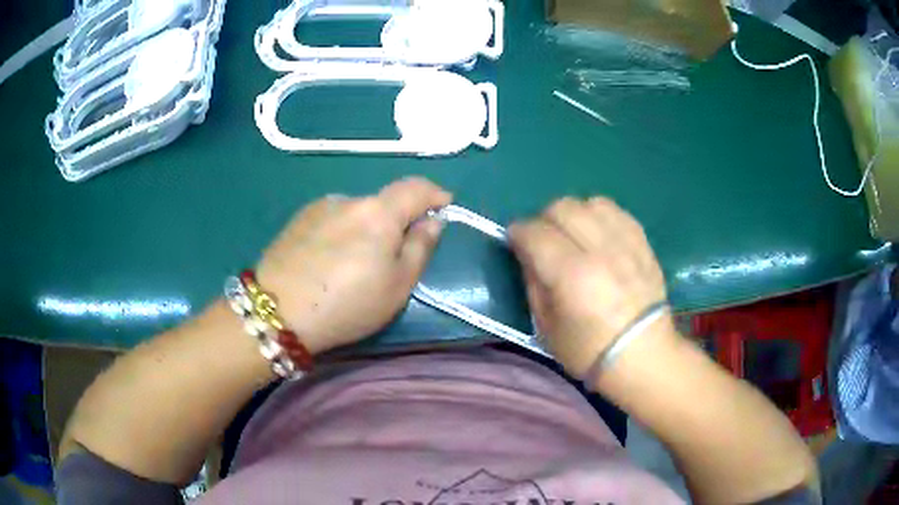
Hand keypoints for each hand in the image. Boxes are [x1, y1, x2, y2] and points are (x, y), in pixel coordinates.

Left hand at [256, 177, 451, 354]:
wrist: (277, 311)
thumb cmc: (347, 304)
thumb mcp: (397, 286)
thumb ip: (420, 247)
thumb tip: (432, 220)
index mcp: (379, 212)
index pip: (415, 187)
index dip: (434, 193)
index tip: (444, 205)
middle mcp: (349, 199)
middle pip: (383, 203)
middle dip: (396, 222)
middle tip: (393, 257)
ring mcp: (319, 207)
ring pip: (356, 212)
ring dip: (365, 229)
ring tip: (353, 265)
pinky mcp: (297, 220)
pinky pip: (332, 219)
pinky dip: (342, 232)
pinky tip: (328, 261)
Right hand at [508, 197, 672, 377]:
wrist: (643, 356)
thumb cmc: (589, 351)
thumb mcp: (546, 327)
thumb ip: (533, 284)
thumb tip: (528, 254)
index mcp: (572, 275)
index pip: (535, 232)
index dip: (518, 233)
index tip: (514, 241)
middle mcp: (600, 250)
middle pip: (562, 208)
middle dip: (544, 219)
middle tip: (543, 240)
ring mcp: (626, 243)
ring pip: (591, 203)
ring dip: (574, 214)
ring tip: (573, 234)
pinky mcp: (643, 243)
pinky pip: (617, 211)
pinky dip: (600, 216)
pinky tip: (598, 234)